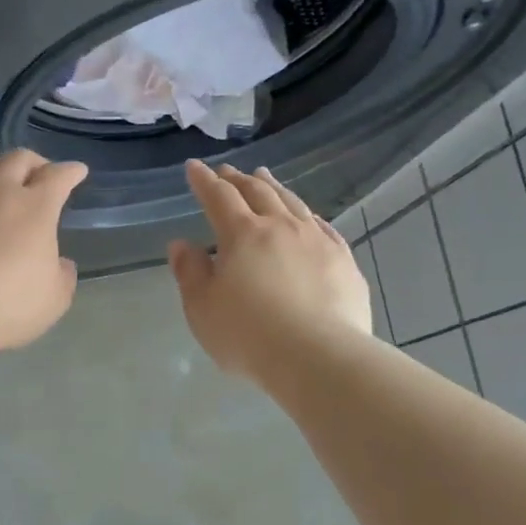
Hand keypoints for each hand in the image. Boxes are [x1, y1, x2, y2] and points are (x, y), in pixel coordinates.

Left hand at [0, 150, 88, 357]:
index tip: (77, 172)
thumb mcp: (54, 298)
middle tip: (39, 173)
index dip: (70, 171)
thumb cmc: (8, 304)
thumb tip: (60, 263)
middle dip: (34, 162)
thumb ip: (61, 275)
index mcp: (35, 207)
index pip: (58, 176)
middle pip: (18, 158)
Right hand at [168, 160, 373, 384]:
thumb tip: (181, 244)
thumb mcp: (202, 309)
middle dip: (238, 179)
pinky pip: (323, 226)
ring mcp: (317, 241)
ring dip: (274, 187)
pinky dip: (307, 215)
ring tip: (264, 176)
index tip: (194, 167)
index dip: (204, 181)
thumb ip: (190, 273)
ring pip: (292, 203)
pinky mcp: (343, 261)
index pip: (218, 197)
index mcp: (242, 235)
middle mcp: (281, 227)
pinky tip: (307, 216)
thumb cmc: (248, 335)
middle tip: (227, 171)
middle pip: (258, 192)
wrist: (318, 357)